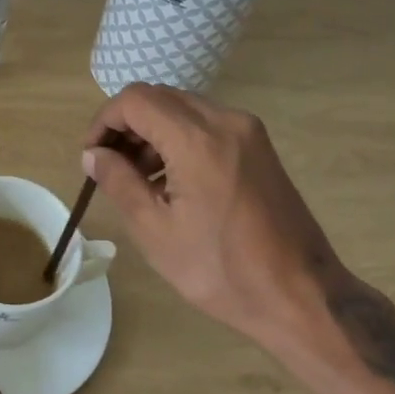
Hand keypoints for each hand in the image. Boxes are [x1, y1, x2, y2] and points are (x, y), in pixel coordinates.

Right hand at [83, 84, 338, 354]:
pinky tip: (172, 180)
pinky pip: (206, 124)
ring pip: (182, 108)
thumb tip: (93, 155)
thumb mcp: (156, 232)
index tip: (92, 156)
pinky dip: (179, 138)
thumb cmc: (222, 270)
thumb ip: (119, 182)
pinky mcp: (258, 146)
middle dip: (127, 125)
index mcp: (197, 140)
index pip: (135, 100)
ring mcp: (247, 131)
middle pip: (159, 97)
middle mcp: (225, 121)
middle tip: (110, 167)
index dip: (104, 121)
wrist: (302, 296)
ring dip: (152, 132)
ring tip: (139, 178)